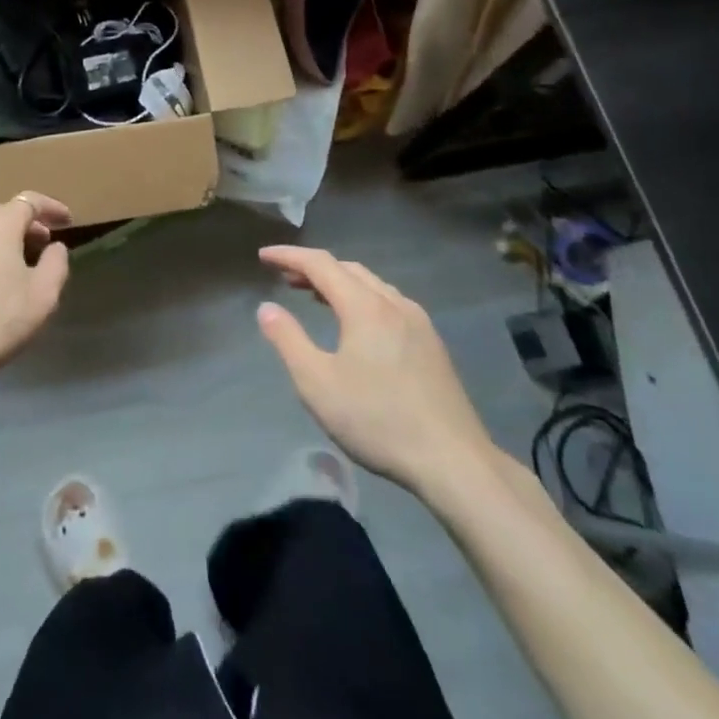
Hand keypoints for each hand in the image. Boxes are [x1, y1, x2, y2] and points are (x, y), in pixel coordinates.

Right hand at [256, 244, 497, 499]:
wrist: (454, 462)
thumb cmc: (378, 420)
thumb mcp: (317, 384)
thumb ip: (288, 340)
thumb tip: (267, 308)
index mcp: (364, 306)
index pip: (320, 264)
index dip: (289, 256)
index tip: (263, 256)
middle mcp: (393, 303)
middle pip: (347, 269)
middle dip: (313, 268)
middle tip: (285, 279)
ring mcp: (418, 322)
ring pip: (371, 284)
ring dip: (339, 282)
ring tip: (315, 297)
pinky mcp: (432, 344)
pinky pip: (389, 302)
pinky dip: (362, 298)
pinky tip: (357, 325)